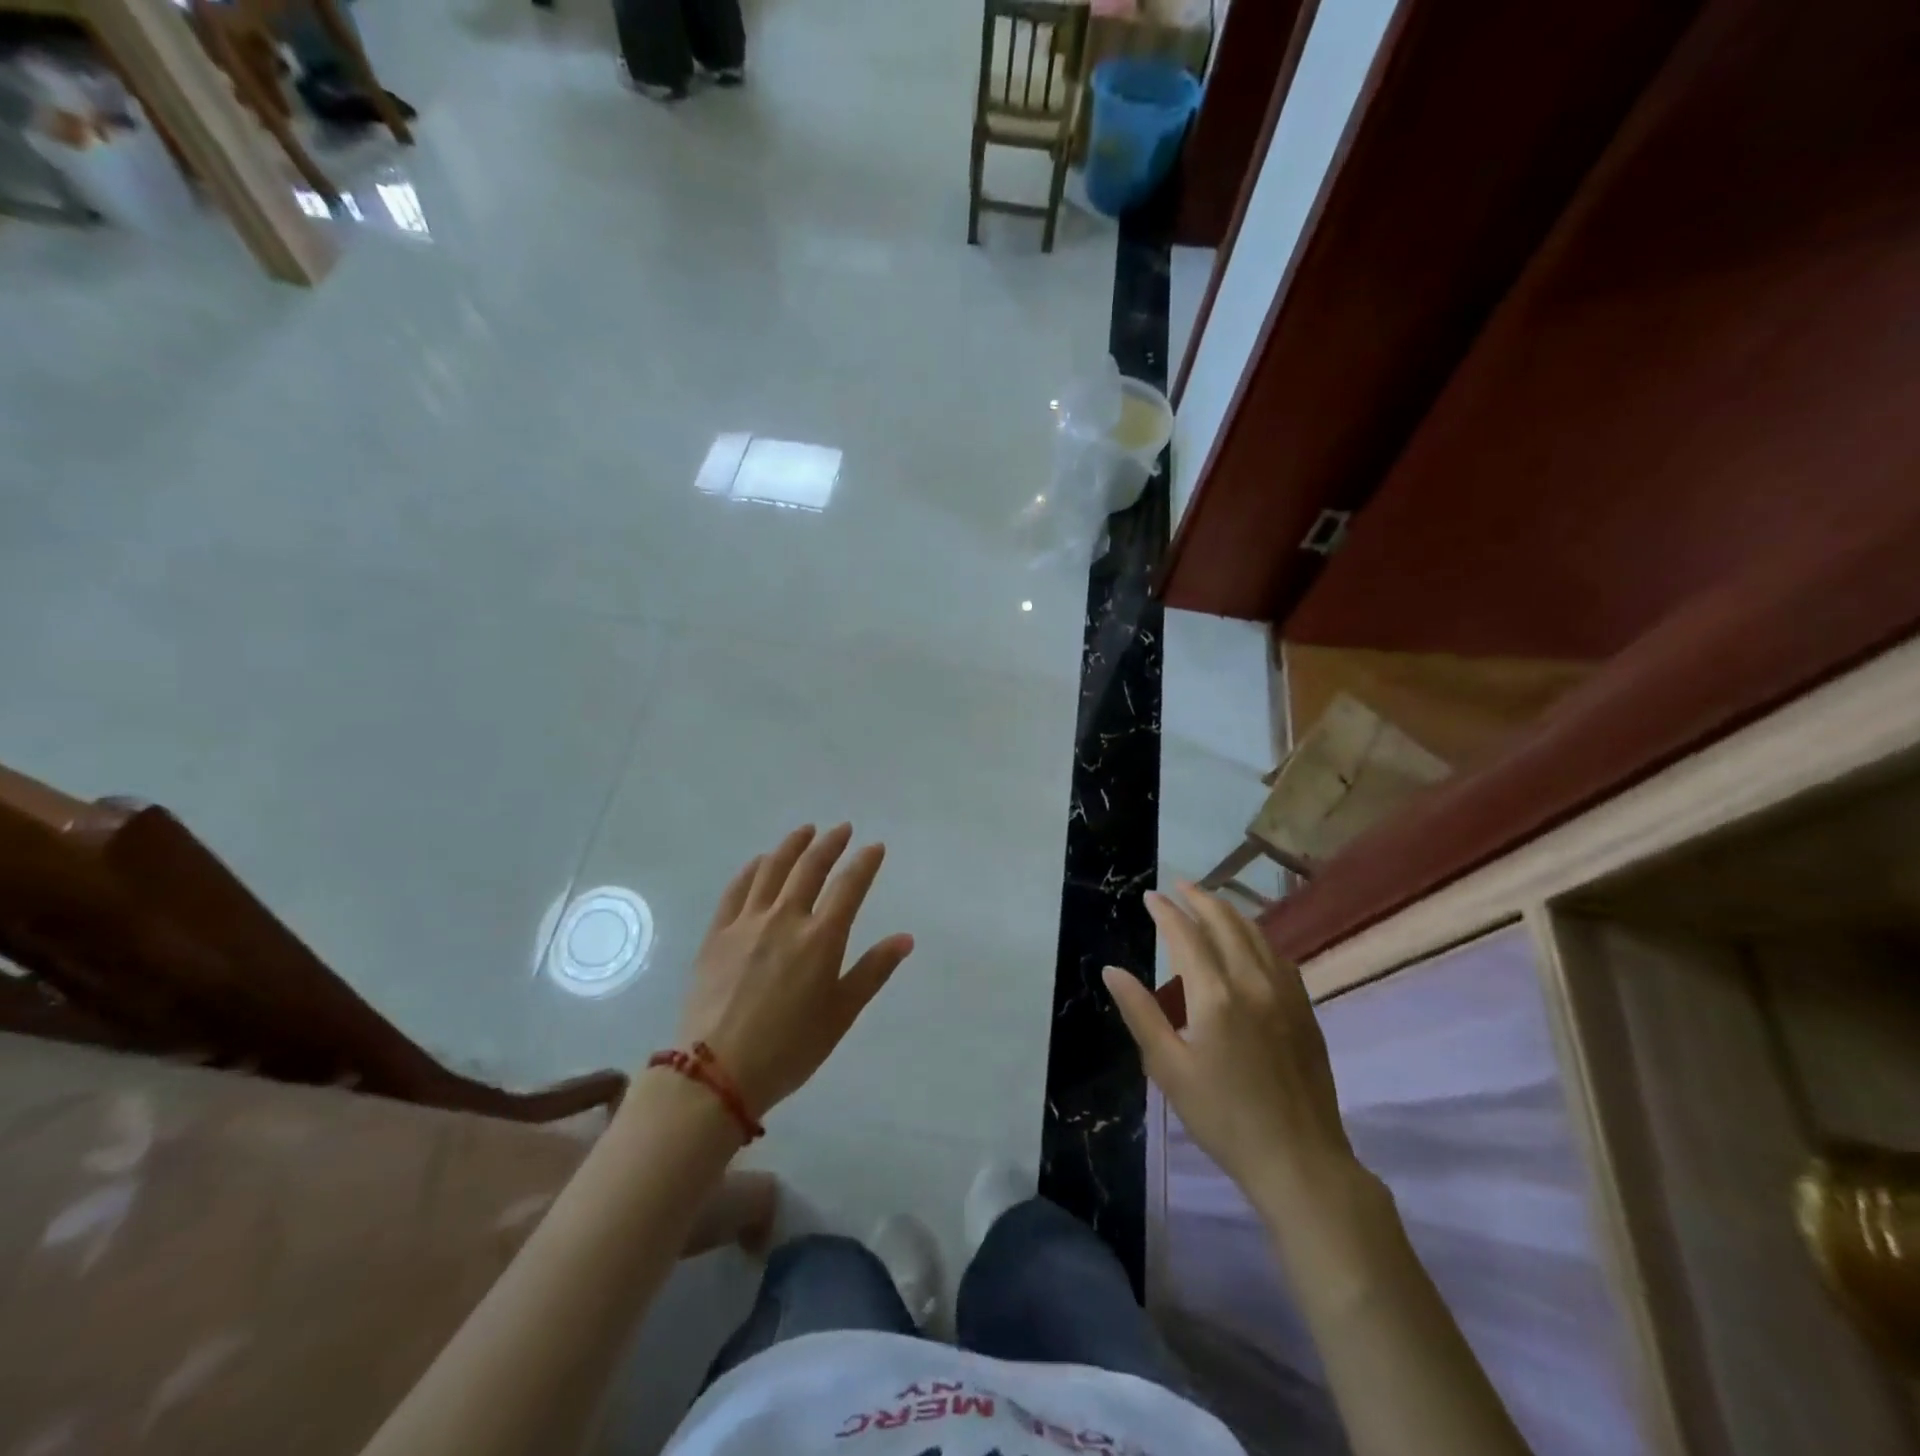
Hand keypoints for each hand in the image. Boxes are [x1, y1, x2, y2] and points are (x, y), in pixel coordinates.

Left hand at [674, 824, 913, 1117]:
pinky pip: (737, 889)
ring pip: (772, 869)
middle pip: (810, 867)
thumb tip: (905, 938)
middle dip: (830, 843)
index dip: (864, 862)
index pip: (849, 886)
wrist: (716, 1072)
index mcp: (821, 938)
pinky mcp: (717, 933)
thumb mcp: (841, 1014)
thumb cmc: (790, 1048)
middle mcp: (785, 918)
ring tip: (805, 831)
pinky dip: (752, 869)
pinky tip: (760, 862)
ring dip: (792, 845)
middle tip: (842, 829)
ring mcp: (747, 923)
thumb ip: (873, 971)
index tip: (874, 847)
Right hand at [1104, 882, 1354, 1207]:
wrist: (1300, 1161)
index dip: (1166, 911)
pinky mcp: (1305, 1010)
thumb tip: (1112, 970)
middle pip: (1226, 923)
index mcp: (1215, 995)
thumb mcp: (1169, 1068)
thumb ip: (1140, 1013)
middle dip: (1200, 898)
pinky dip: (1257, 937)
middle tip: (1179, 885)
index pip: (1186, 935)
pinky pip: (1278, 956)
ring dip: (1230, 912)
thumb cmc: (1223, 1117)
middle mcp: (1253, 982)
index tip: (1150, 896)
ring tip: (1209, 903)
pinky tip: (1249, 944)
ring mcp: (1287, 994)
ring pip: (1257, 935)